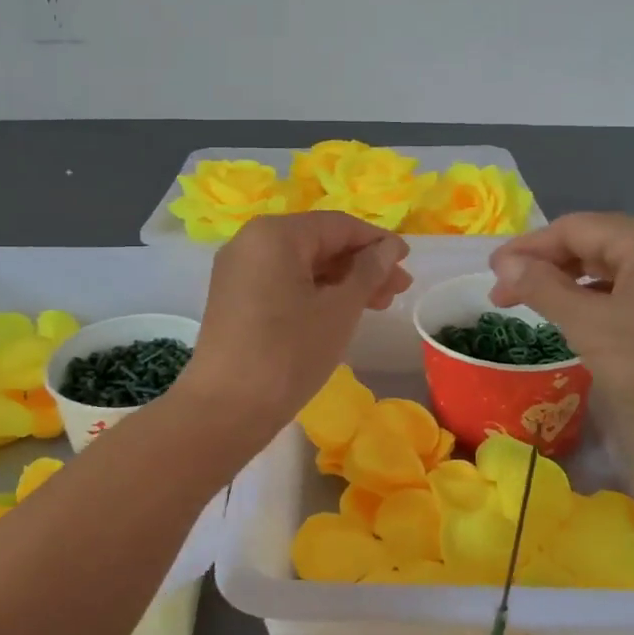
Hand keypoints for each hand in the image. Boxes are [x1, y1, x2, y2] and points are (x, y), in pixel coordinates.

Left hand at [182, 212, 411, 436]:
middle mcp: (250, 242)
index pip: (337, 225)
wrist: (225, 409)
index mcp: (275, 234)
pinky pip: (282, 282)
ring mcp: (238, 271)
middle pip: (318, 242)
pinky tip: (340, 312)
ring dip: (341, 280)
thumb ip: (368, 272)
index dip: (377, 241)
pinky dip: (314, 292)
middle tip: (397, 291)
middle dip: (361, 264)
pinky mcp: (234, 298)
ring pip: (301, 265)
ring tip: (377, 305)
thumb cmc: (289, 353)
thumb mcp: (339, 310)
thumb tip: (389, 248)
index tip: (407, 262)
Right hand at [488, 213, 633, 459]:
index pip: (574, 229)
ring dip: (565, 283)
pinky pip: (626, 286)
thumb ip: (541, 287)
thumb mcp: (588, 325)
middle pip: (591, 243)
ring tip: (528, 304)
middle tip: (503, 295)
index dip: (527, 249)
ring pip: (608, 266)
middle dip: (544, 266)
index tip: (490, 273)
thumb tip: (504, 264)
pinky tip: (569, 315)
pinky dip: (593, 297)